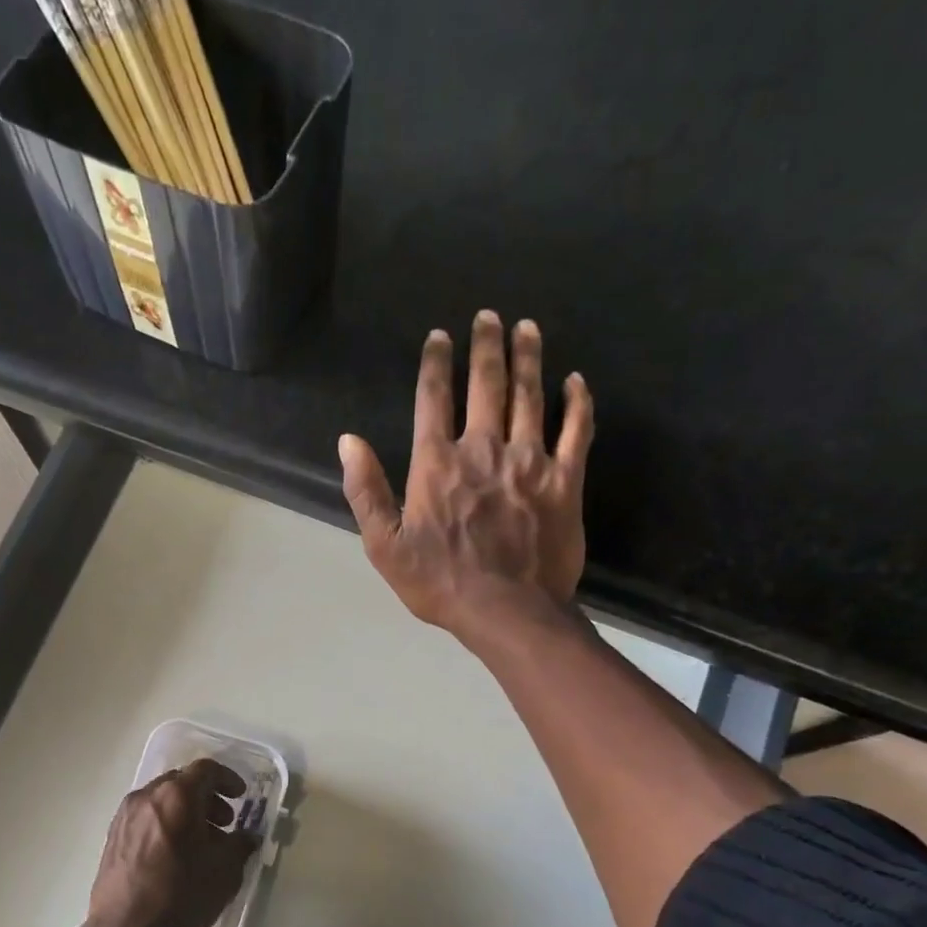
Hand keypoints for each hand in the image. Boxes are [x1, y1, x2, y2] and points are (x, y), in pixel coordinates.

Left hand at [87, 758, 256, 926]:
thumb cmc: (181, 895)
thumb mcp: (225, 871)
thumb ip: (241, 845)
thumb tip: (248, 836)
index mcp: (177, 796)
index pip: (205, 769)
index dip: (227, 779)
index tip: (240, 797)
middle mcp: (147, 796)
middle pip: (182, 782)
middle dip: (207, 797)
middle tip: (224, 822)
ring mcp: (126, 815)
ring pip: (162, 800)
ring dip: (186, 811)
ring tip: (201, 843)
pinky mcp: (113, 836)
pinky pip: (146, 817)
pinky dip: (166, 823)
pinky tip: (175, 855)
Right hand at [339, 311, 592, 642]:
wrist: (507, 610)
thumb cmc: (439, 582)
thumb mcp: (384, 546)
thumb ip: (366, 491)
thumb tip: (347, 441)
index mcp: (437, 464)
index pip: (433, 399)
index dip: (435, 364)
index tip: (439, 337)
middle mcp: (483, 449)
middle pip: (486, 385)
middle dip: (485, 345)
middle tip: (488, 315)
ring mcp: (529, 462)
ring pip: (530, 397)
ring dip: (528, 358)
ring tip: (527, 327)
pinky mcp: (565, 481)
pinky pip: (576, 431)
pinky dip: (578, 403)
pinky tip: (577, 380)